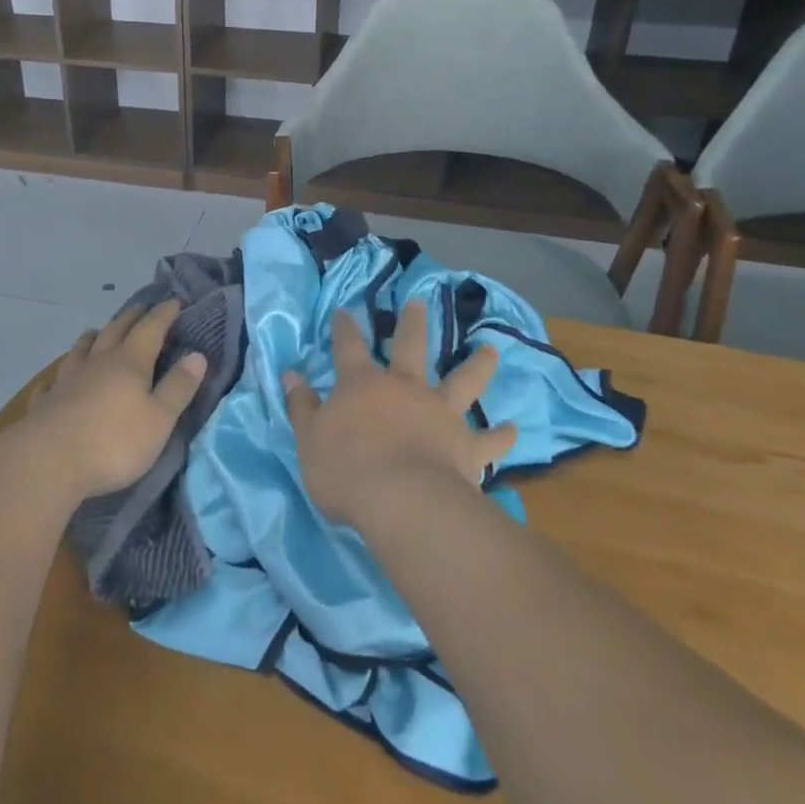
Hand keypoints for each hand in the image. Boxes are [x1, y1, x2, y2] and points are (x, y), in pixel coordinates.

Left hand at [24, 301, 207, 499]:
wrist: (49, 461)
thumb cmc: (114, 441)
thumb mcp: (159, 419)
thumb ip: (178, 387)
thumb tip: (197, 355)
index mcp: (130, 362)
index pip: (151, 328)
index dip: (164, 314)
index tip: (176, 301)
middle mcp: (98, 362)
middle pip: (116, 330)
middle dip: (132, 317)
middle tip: (142, 308)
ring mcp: (68, 379)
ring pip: (83, 349)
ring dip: (94, 337)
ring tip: (98, 331)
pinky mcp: (47, 402)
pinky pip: (55, 381)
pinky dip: (60, 374)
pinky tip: (56, 379)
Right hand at [283, 299, 515, 526]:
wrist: (404, 501)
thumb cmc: (346, 469)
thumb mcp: (309, 438)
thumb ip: (301, 405)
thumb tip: (290, 373)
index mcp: (363, 384)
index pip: (349, 346)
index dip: (345, 327)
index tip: (345, 311)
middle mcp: (405, 388)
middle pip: (411, 346)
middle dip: (413, 323)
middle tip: (419, 301)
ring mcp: (441, 413)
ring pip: (463, 380)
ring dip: (477, 364)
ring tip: (490, 348)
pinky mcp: (467, 446)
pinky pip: (489, 439)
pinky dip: (501, 435)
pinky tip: (514, 429)